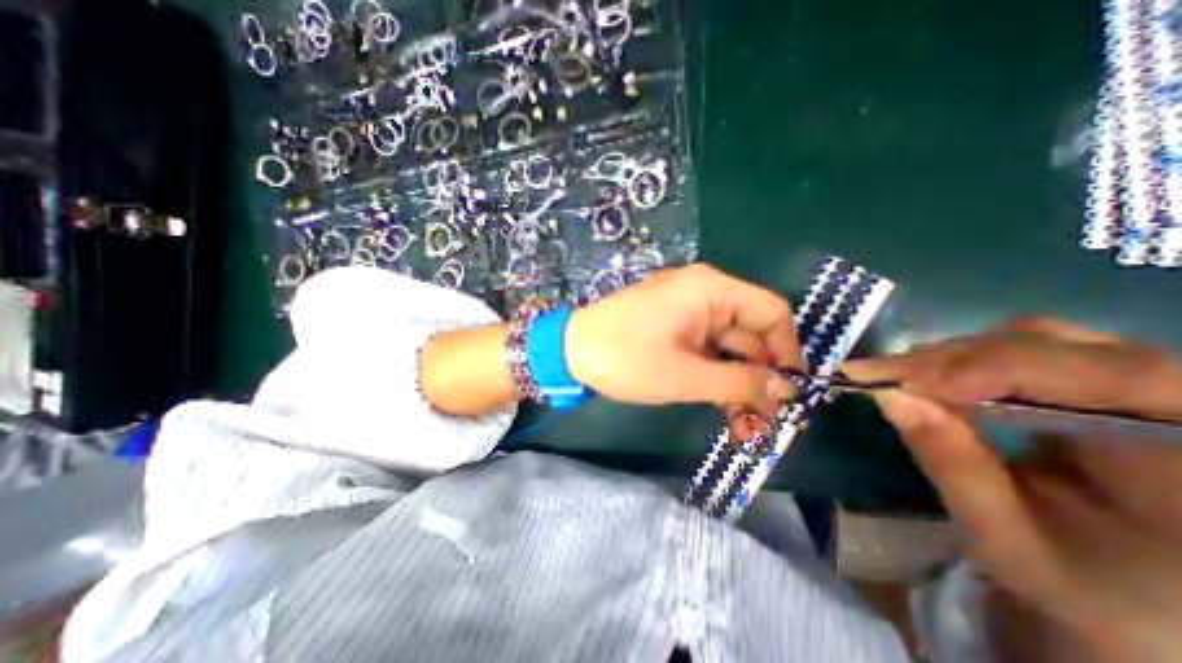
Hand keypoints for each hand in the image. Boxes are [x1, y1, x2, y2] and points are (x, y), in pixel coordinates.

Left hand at [565, 262, 802, 408]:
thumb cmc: (626, 358)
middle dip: (760, 376)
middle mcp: (704, 292)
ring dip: (737, 381)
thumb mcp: (686, 376)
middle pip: (751, 332)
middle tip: (765, 420)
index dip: (788, 351)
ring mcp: (687, 309)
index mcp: (711, 290)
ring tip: (745, 423)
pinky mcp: (673, 325)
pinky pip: (706, 348)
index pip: (772, 312)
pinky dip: (715, 373)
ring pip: (728, 345)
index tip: (789, 391)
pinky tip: (721, 403)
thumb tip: (787, 391)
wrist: (571, 351)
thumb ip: (740, 383)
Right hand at [844, 318, 1181, 659]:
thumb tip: (889, 397)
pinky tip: (932, 381)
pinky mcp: (1109, 386)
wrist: (1152, 609)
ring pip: (1036, 338)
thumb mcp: (1011, 543)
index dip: (983, 369)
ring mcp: (1153, 391)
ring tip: (900, 379)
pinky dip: (967, 361)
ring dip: (954, 357)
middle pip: (1053, 345)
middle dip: (951, 360)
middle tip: (880, 377)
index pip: (1095, 378)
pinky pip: (1029, 350)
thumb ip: (954, 467)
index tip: (897, 383)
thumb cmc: (1092, 594)